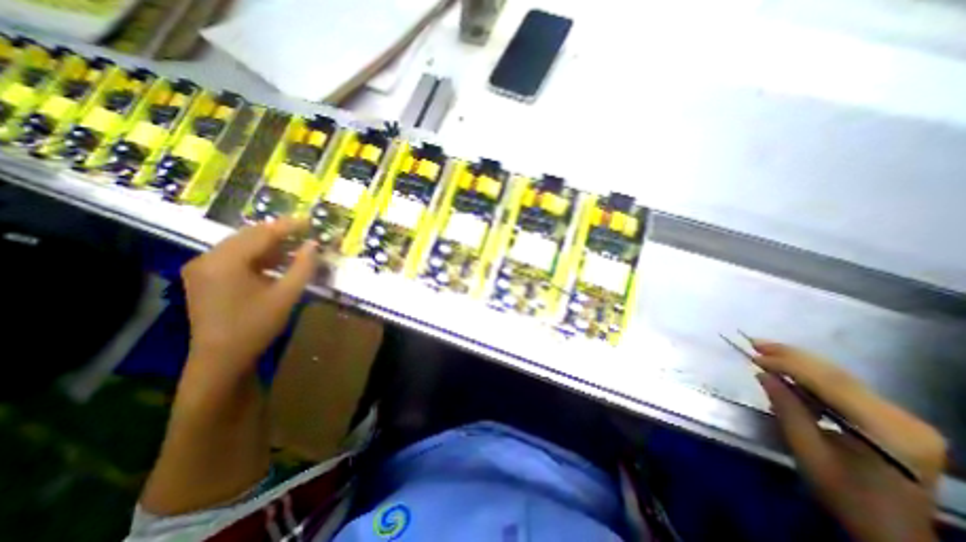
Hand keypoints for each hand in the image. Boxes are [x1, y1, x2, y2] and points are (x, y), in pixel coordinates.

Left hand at [181, 218, 318, 379]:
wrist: (221, 359)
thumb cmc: (256, 326)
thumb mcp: (287, 295)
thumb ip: (303, 266)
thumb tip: (314, 244)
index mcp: (225, 261)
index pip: (261, 233)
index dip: (289, 226)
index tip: (311, 221)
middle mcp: (208, 258)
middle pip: (249, 235)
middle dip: (279, 233)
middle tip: (306, 234)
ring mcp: (202, 267)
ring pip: (242, 245)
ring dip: (270, 244)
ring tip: (295, 247)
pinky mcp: (204, 277)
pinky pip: (235, 257)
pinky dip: (258, 256)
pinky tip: (276, 262)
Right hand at [751, 340, 949, 541]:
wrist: (892, 534)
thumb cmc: (846, 497)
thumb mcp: (807, 452)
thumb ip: (787, 409)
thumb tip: (764, 374)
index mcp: (887, 432)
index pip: (830, 384)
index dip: (789, 365)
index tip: (754, 356)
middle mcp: (904, 420)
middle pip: (839, 376)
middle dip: (793, 356)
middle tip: (757, 342)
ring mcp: (905, 419)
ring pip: (842, 378)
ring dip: (801, 362)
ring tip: (767, 350)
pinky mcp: (896, 420)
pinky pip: (847, 388)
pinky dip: (814, 376)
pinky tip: (790, 371)